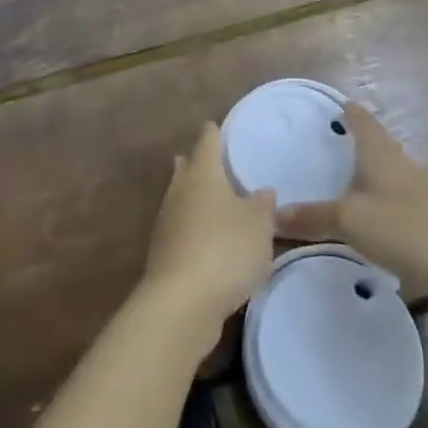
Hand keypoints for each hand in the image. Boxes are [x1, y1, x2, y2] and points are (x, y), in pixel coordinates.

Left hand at [141, 123, 276, 357]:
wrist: (182, 302)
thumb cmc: (225, 249)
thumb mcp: (259, 226)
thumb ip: (263, 205)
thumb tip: (262, 191)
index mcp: (203, 174)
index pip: (208, 141)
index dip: (214, 132)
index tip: (217, 125)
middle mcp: (180, 191)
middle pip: (187, 168)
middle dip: (197, 162)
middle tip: (212, 160)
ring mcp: (167, 222)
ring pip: (181, 198)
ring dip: (194, 196)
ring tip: (213, 199)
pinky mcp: (164, 253)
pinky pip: (181, 228)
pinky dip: (193, 226)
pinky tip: (207, 239)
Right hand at [277, 101, 427, 294]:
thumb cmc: (407, 228)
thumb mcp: (351, 221)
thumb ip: (313, 217)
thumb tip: (273, 214)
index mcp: (381, 154)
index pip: (362, 121)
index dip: (349, 112)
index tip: (337, 104)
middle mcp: (402, 167)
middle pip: (378, 146)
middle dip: (358, 143)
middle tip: (332, 143)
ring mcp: (422, 196)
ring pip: (389, 177)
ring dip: (370, 177)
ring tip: (346, 183)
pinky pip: (399, 207)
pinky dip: (382, 208)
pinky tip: (372, 224)